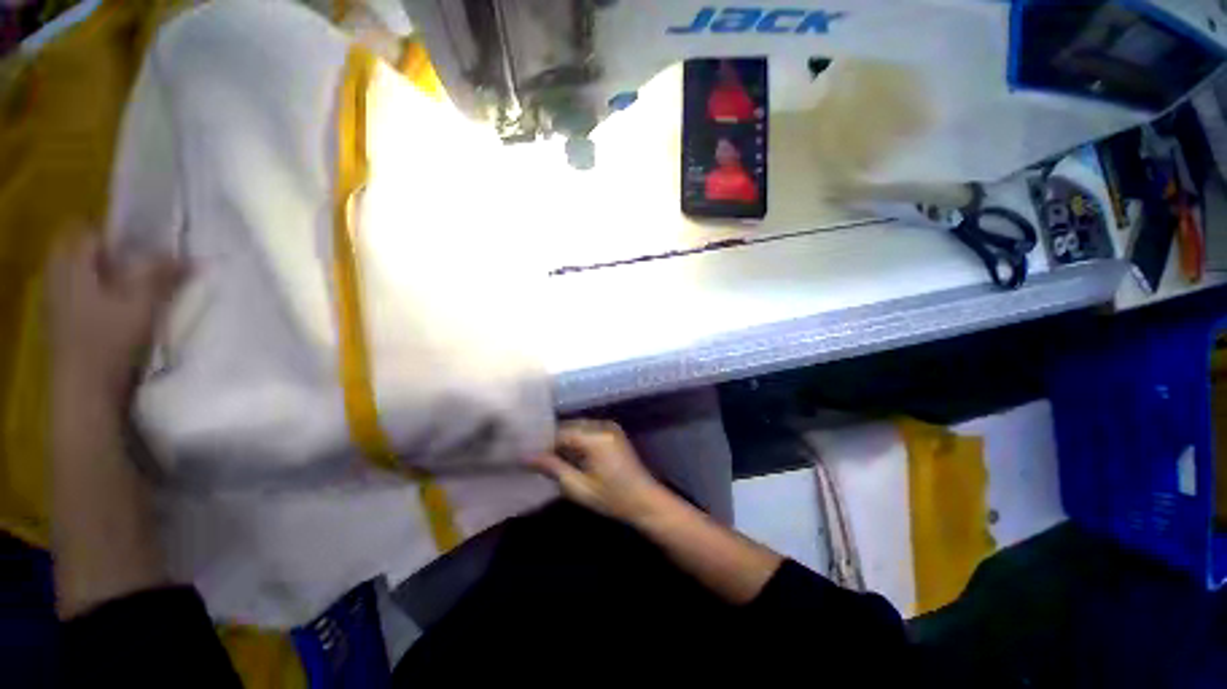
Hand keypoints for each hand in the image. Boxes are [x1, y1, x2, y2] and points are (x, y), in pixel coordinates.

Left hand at [46, 234, 184, 404]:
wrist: (85, 389)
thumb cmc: (110, 341)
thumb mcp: (141, 305)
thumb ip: (161, 275)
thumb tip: (192, 256)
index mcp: (71, 265)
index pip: (88, 231)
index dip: (115, 234)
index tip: (142, 246)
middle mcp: (57, 276)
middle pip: (78, 251)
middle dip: (105, 253)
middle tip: (136, 266)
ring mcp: (55, 301)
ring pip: (76, 273)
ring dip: (100, 275)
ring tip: (129, 290)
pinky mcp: (60, 323)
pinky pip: (75, 295)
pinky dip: (93, 295)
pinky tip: (113, 312)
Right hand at [530, 420, 673, 525]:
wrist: (645, 500)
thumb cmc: (612, 498)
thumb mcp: (579, 487)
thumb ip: (553, 468)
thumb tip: (526, 457)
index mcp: (595, 437)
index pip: (561, 432)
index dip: (543, 443)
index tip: (528, 456)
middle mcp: (602, 425)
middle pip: (569, 427)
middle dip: (553, 441)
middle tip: (536, 457)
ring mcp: (610, 427)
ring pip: (578, 428)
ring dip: (564, 441)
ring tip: (548, 458)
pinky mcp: (613, 432)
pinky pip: (588, 431)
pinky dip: (577, 441)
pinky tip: (568, 456)